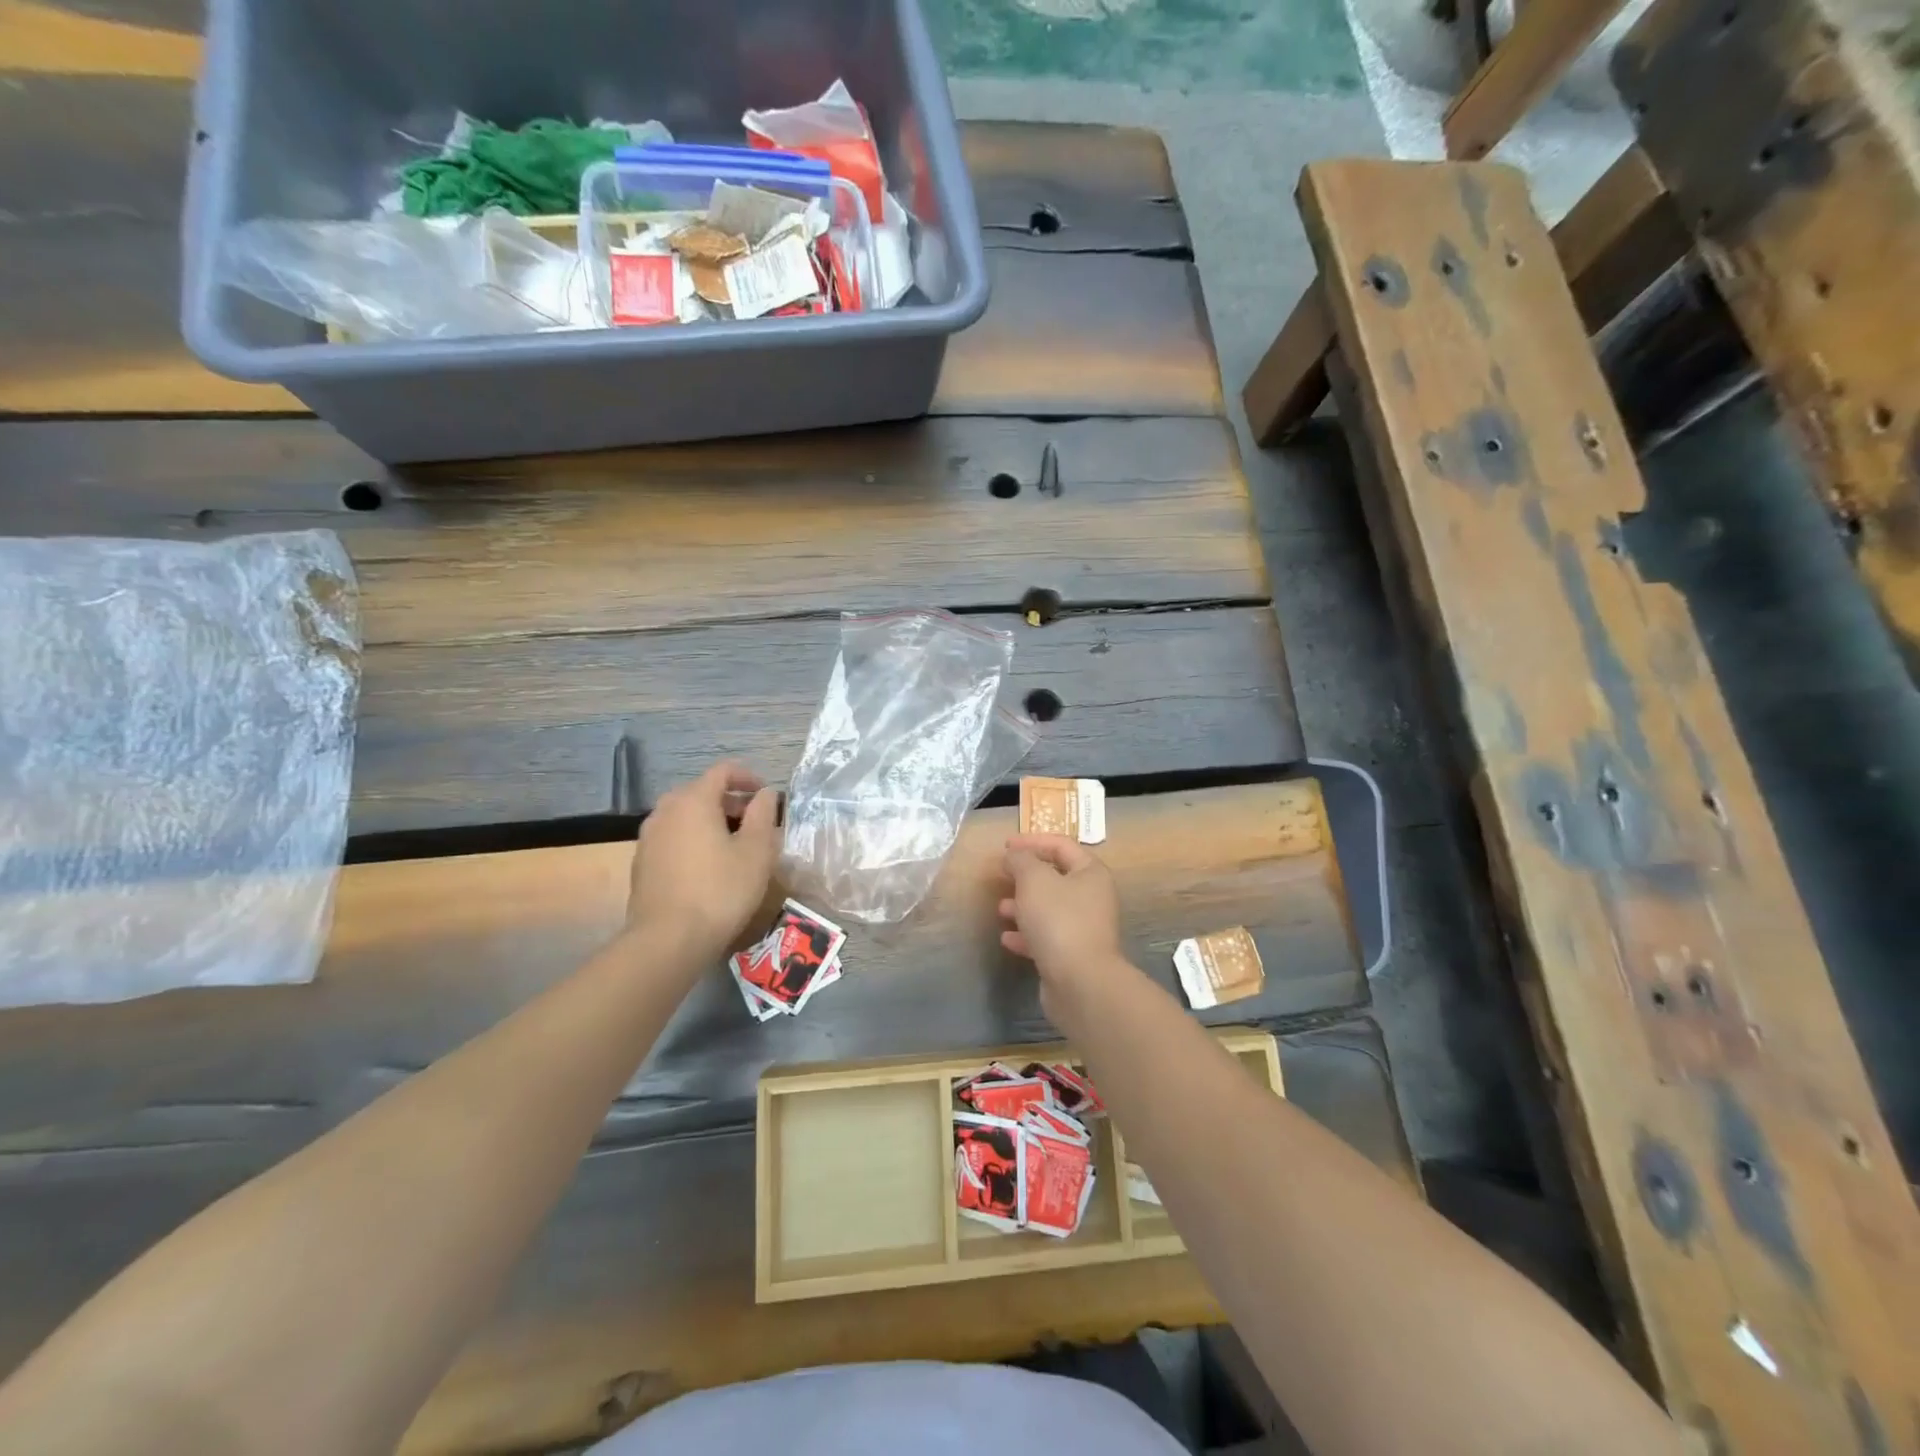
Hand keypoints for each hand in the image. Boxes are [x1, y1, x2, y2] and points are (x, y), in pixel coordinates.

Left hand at [629, 761, 781, 960]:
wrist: (668, 940)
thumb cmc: (721, 890)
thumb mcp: (756, 851)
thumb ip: (763, 814)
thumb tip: (765, 793)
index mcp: (694, 800)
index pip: (722, 771)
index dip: (748, 776)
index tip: (766, 795)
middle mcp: (666, 810)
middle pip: (701, 791)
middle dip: (730, 800)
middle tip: (754, 821)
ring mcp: (648, 837)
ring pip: (684, 815)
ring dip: (710, 820)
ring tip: (733, 845)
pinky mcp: (641, 863)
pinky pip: (672, 837)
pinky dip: (692, 839)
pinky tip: (707, 866)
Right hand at [999, 835, 1124, 1013]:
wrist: (1080, 982)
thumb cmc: (1059, 920)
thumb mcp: (1034, 880)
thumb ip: (1021, 861)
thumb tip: (1014, 856)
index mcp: (1090, 873)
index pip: (1061, 845)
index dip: (1033, 841)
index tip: (1005, 846)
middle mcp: (1092, 898)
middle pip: (1056, 878)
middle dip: (1025, 876)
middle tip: (1002, 876)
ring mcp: (1084, 929)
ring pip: (1049, 909)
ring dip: (1023, 906)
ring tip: (1001, 909)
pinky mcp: (1072, 955)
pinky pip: (1047, 937)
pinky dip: (1027, 934)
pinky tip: (1008, 939)